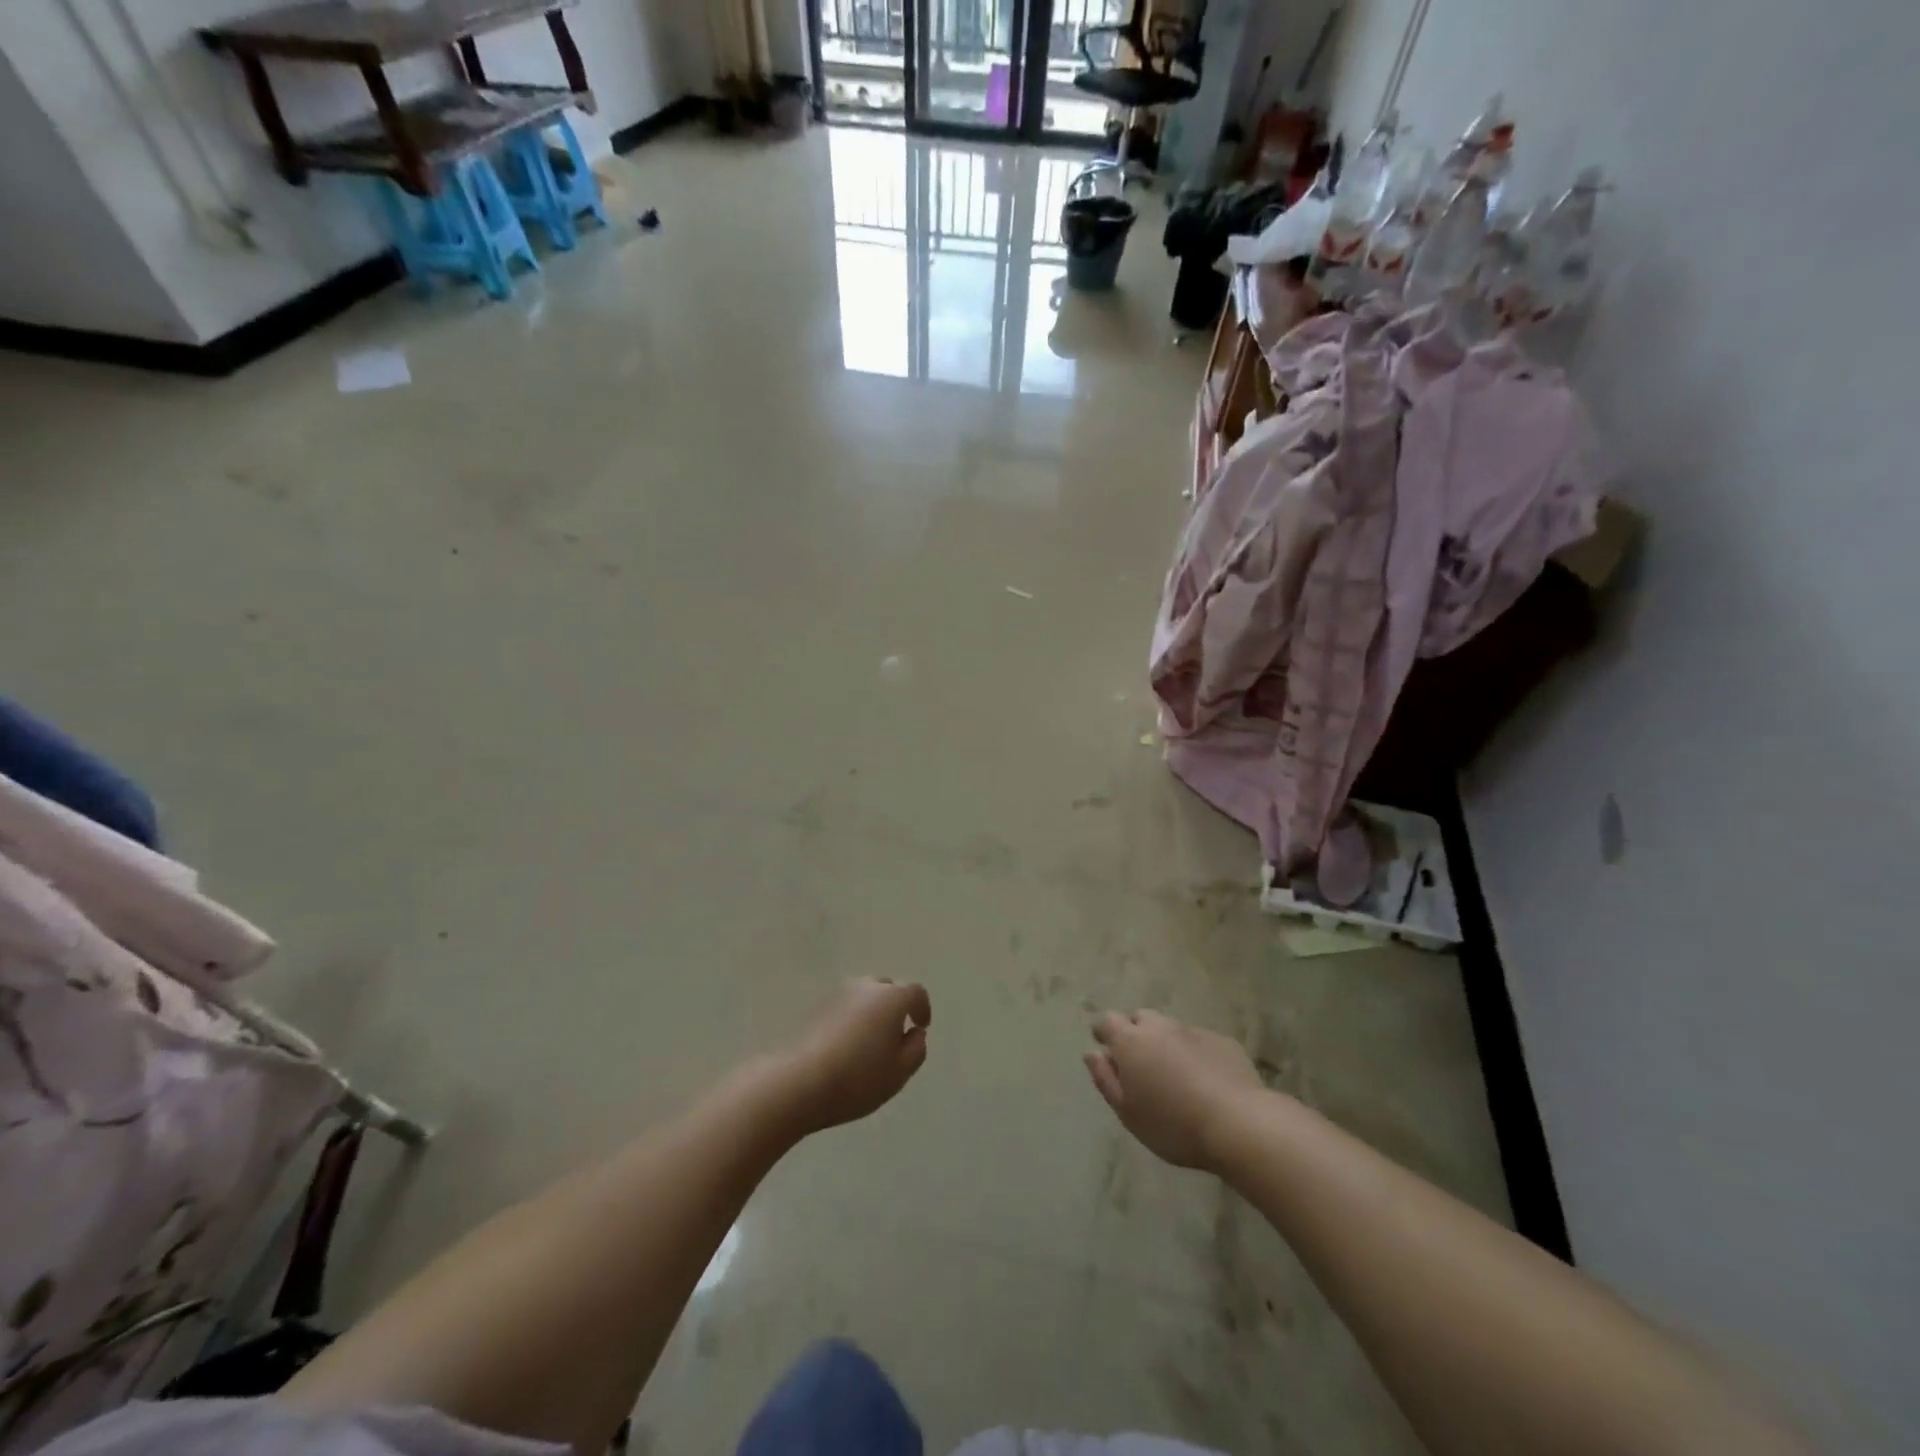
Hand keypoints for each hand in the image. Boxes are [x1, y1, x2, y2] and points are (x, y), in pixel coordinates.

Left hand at [776, 979, 931, 1134]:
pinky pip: (844, 1007)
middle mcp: (865, 987)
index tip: (921, 1026)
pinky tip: (845, 1046)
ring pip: (864, 996)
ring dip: (871, 1012)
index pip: (915, 992)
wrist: (797, 1081)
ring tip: (868, 1042)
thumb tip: (914, 1033)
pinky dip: (851, 1019)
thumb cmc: (857, 1078)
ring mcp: (837, 993)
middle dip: (895, 1007)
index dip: (922, 1008)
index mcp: (891, 998)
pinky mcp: (815, 1006)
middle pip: (888, 989)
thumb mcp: (899, 1073)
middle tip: (894, 1036)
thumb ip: (916, 1049)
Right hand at [1083, 1010, 1262, 1171]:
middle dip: (1136, 1033)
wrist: (1239, 1124)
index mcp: (1131, 1041)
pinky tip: (1205, 1080)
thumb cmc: (1173, 1124)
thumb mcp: (1128, 1113)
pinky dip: (1194, 1053)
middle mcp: (1160, 1027)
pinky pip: (1199, 1041)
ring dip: (1166, 1043)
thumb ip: (1105, 1080)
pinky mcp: (1222, 1041)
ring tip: (1173, 1073)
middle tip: (1140, 1063)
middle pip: (1140, 1019)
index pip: (1108, 1022)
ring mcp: (1193, 1030)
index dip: (1104, 1032)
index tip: (1105, 1047)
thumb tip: (1092, 1054)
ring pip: (1171, 1028)